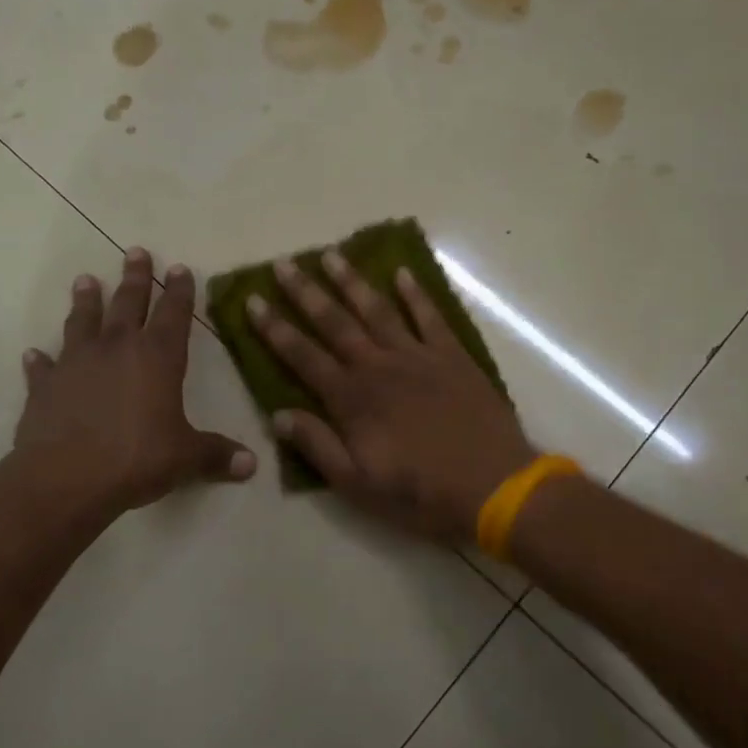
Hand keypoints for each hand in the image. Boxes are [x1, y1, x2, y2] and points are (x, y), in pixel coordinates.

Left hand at [14, 247, 255, 516]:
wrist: (65, 478)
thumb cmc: (136, 459)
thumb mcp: (185, 458)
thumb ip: (217, 455)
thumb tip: (252, 465)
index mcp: (157, 358)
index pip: (174, 314)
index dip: (180, 291)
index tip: (180, 268)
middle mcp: (116, 349)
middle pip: (128, 303)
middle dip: (135, 277)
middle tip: (135, 251)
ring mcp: (76, 364)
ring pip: (82, 321)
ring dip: (86, 300)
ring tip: (86, 279)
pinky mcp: (44, 386)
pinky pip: (43, 367)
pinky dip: (40, 360)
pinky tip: (33, 353)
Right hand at [248, 251, 536, 539]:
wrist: (493, 485)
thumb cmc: (420, 492)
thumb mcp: (358, 485)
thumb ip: (318, 446)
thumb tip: (278, 416)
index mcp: (352, 399)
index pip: (303, 356)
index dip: (275, 328)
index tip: (253, 300)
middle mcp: (379, 366)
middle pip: (335, 322)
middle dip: (306, 293)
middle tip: (284, 264)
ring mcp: (418, 356)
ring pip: (378, 310)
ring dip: (352, 282)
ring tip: (332, 255)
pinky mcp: (453, 356)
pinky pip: (430, 316)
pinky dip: (415, 293)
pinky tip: (402, 272)